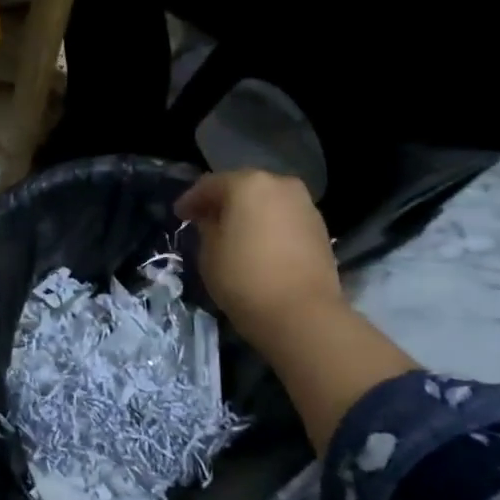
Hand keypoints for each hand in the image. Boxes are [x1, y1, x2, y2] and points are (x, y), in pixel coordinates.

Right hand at [175, 170, 341, 347]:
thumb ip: (207, 227)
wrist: (303, 314)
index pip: (210, 185)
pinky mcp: (319, 227)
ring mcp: (304, 204)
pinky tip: (259, 243)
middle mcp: (279, 184)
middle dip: (222, 202)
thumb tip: (212, 220)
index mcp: (247, 184)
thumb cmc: (244, 279)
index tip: (179, 215)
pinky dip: (269, 225)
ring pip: (267, 201)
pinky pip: (284, 218)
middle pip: (242, 187)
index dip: (191, 200)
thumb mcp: (209, 253)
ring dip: (248, 213)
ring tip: (233, 233)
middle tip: (204, 220)